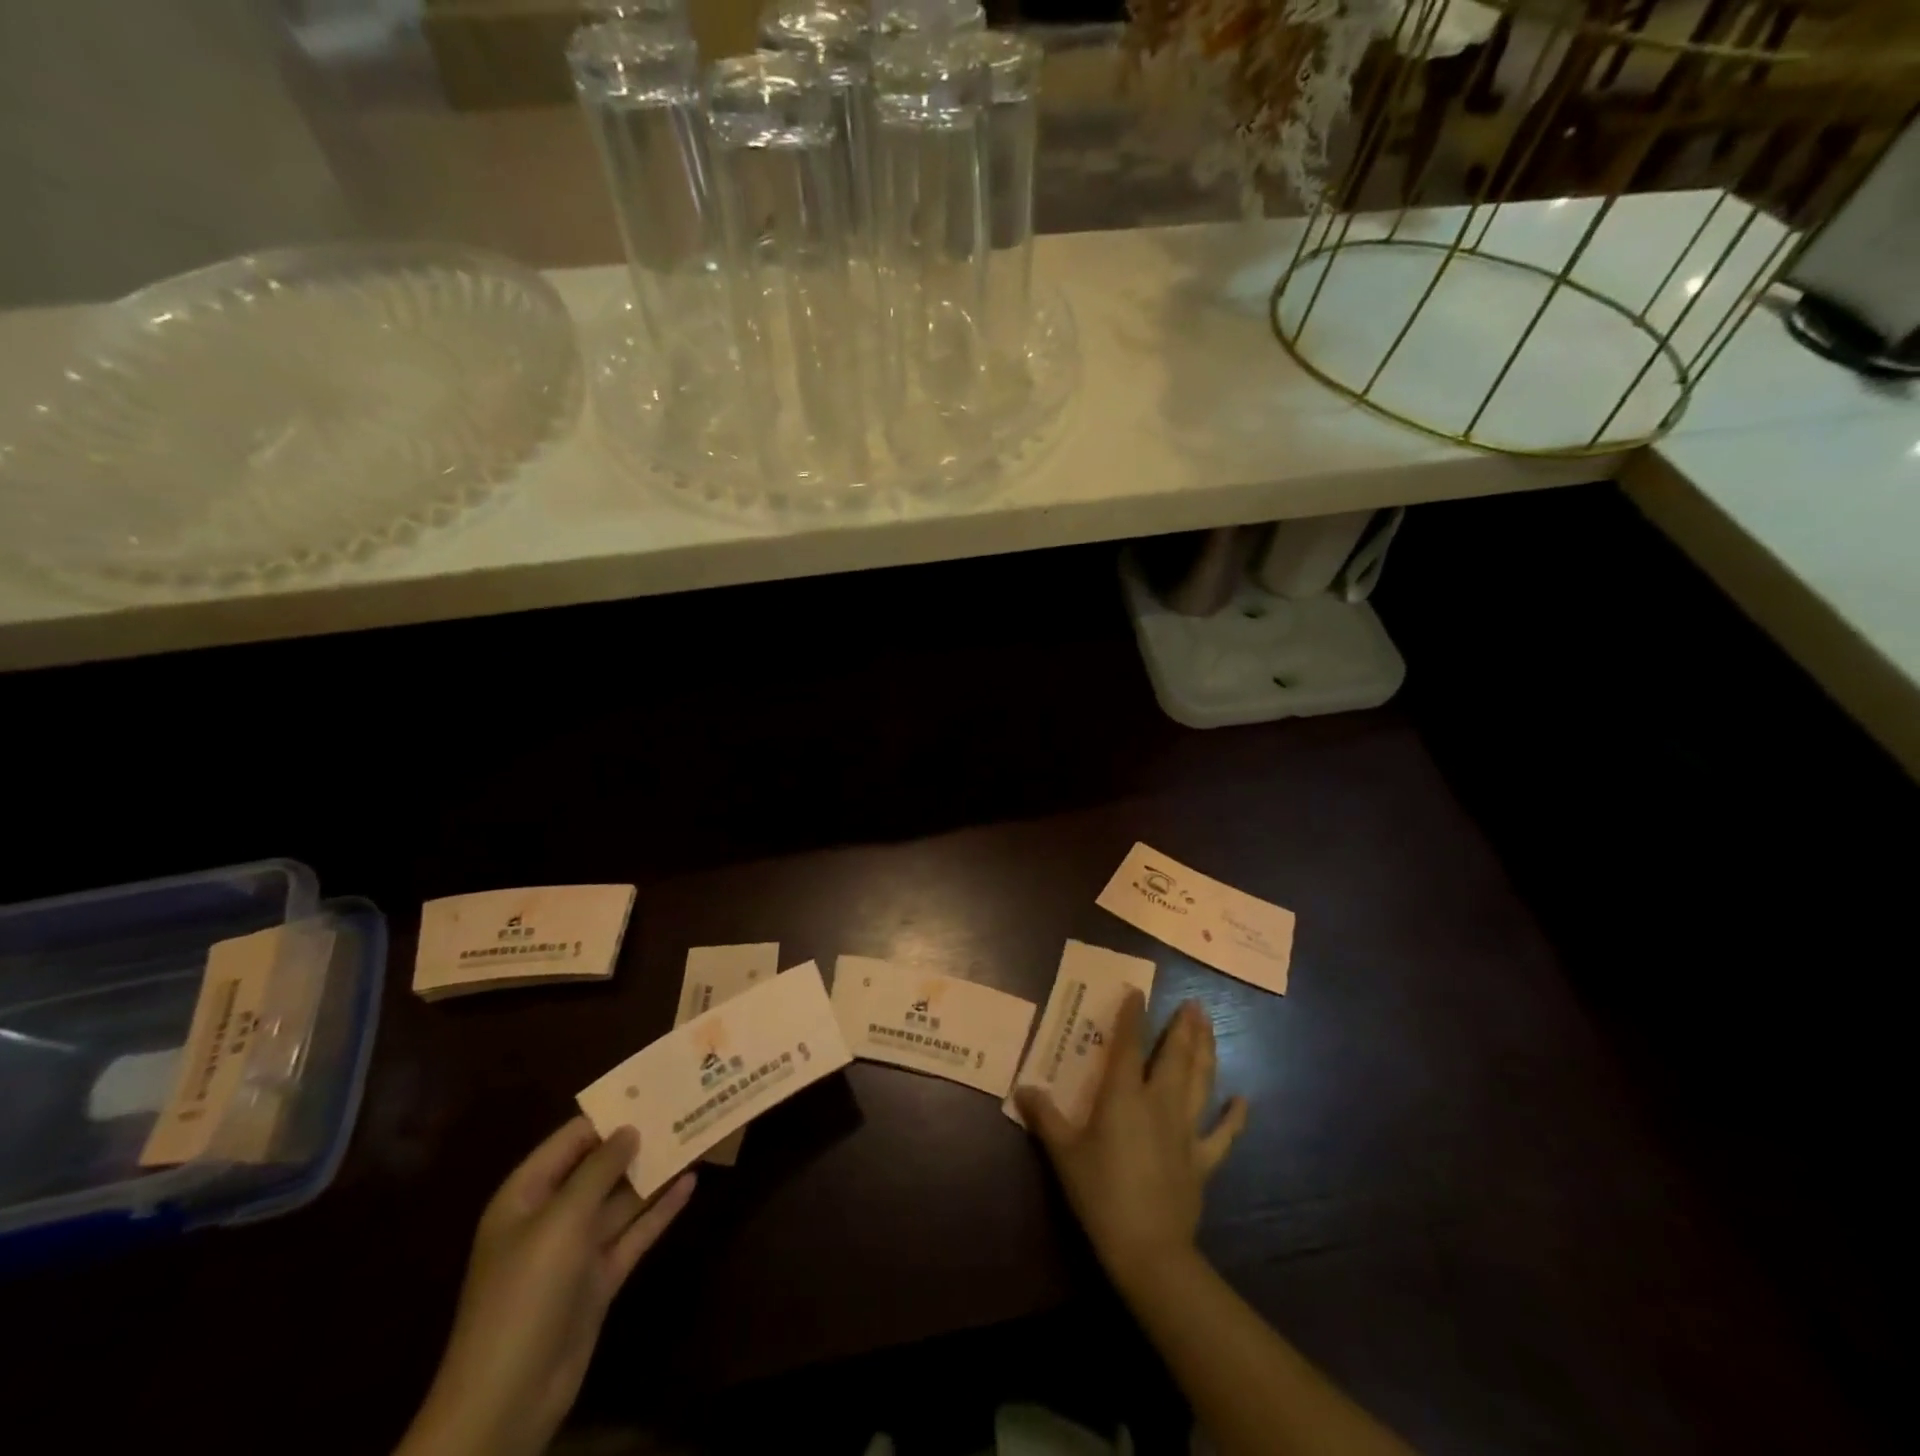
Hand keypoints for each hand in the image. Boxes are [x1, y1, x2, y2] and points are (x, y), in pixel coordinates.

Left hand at [397, 1119, 694, 1455]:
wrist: (507, 1397)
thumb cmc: (526, 1291)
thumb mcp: (561, 1220)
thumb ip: (598, 1170)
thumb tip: (629, 1128)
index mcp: (526, 1195)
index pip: (571, 1140)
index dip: (609, 1114)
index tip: (652, 1089)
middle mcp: (551, 1216)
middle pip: (600, 1168)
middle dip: (638, 1142)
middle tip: (683, 1109)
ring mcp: (577, 1250)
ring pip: (621, 1200)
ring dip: (654, 1174)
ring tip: (696, 1138)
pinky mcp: (599, 1279)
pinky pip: (634, 1234)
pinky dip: (660, 1210)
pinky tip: (691, 1185)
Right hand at [1016, 994, 1245, 1278]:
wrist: (1148, 1249)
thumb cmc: (1100, 1194)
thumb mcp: (1063, 1154)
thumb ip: (1045, 1117)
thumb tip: (1024, 1088)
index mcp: (1124, 1096)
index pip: (1128, 1045)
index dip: (1133, 1016)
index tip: (1138, 992)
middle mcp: (1159, 1102)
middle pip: (1174, 1056)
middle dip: (1183, 1027)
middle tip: (1193, 1003)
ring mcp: (1186, 1130)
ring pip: (1200, 1081)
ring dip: (1206, 1051)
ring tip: (1209, 1026)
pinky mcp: (1203, 1159)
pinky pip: (1223, 1134)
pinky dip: (1234, 1116)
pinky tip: (1243, 1100)